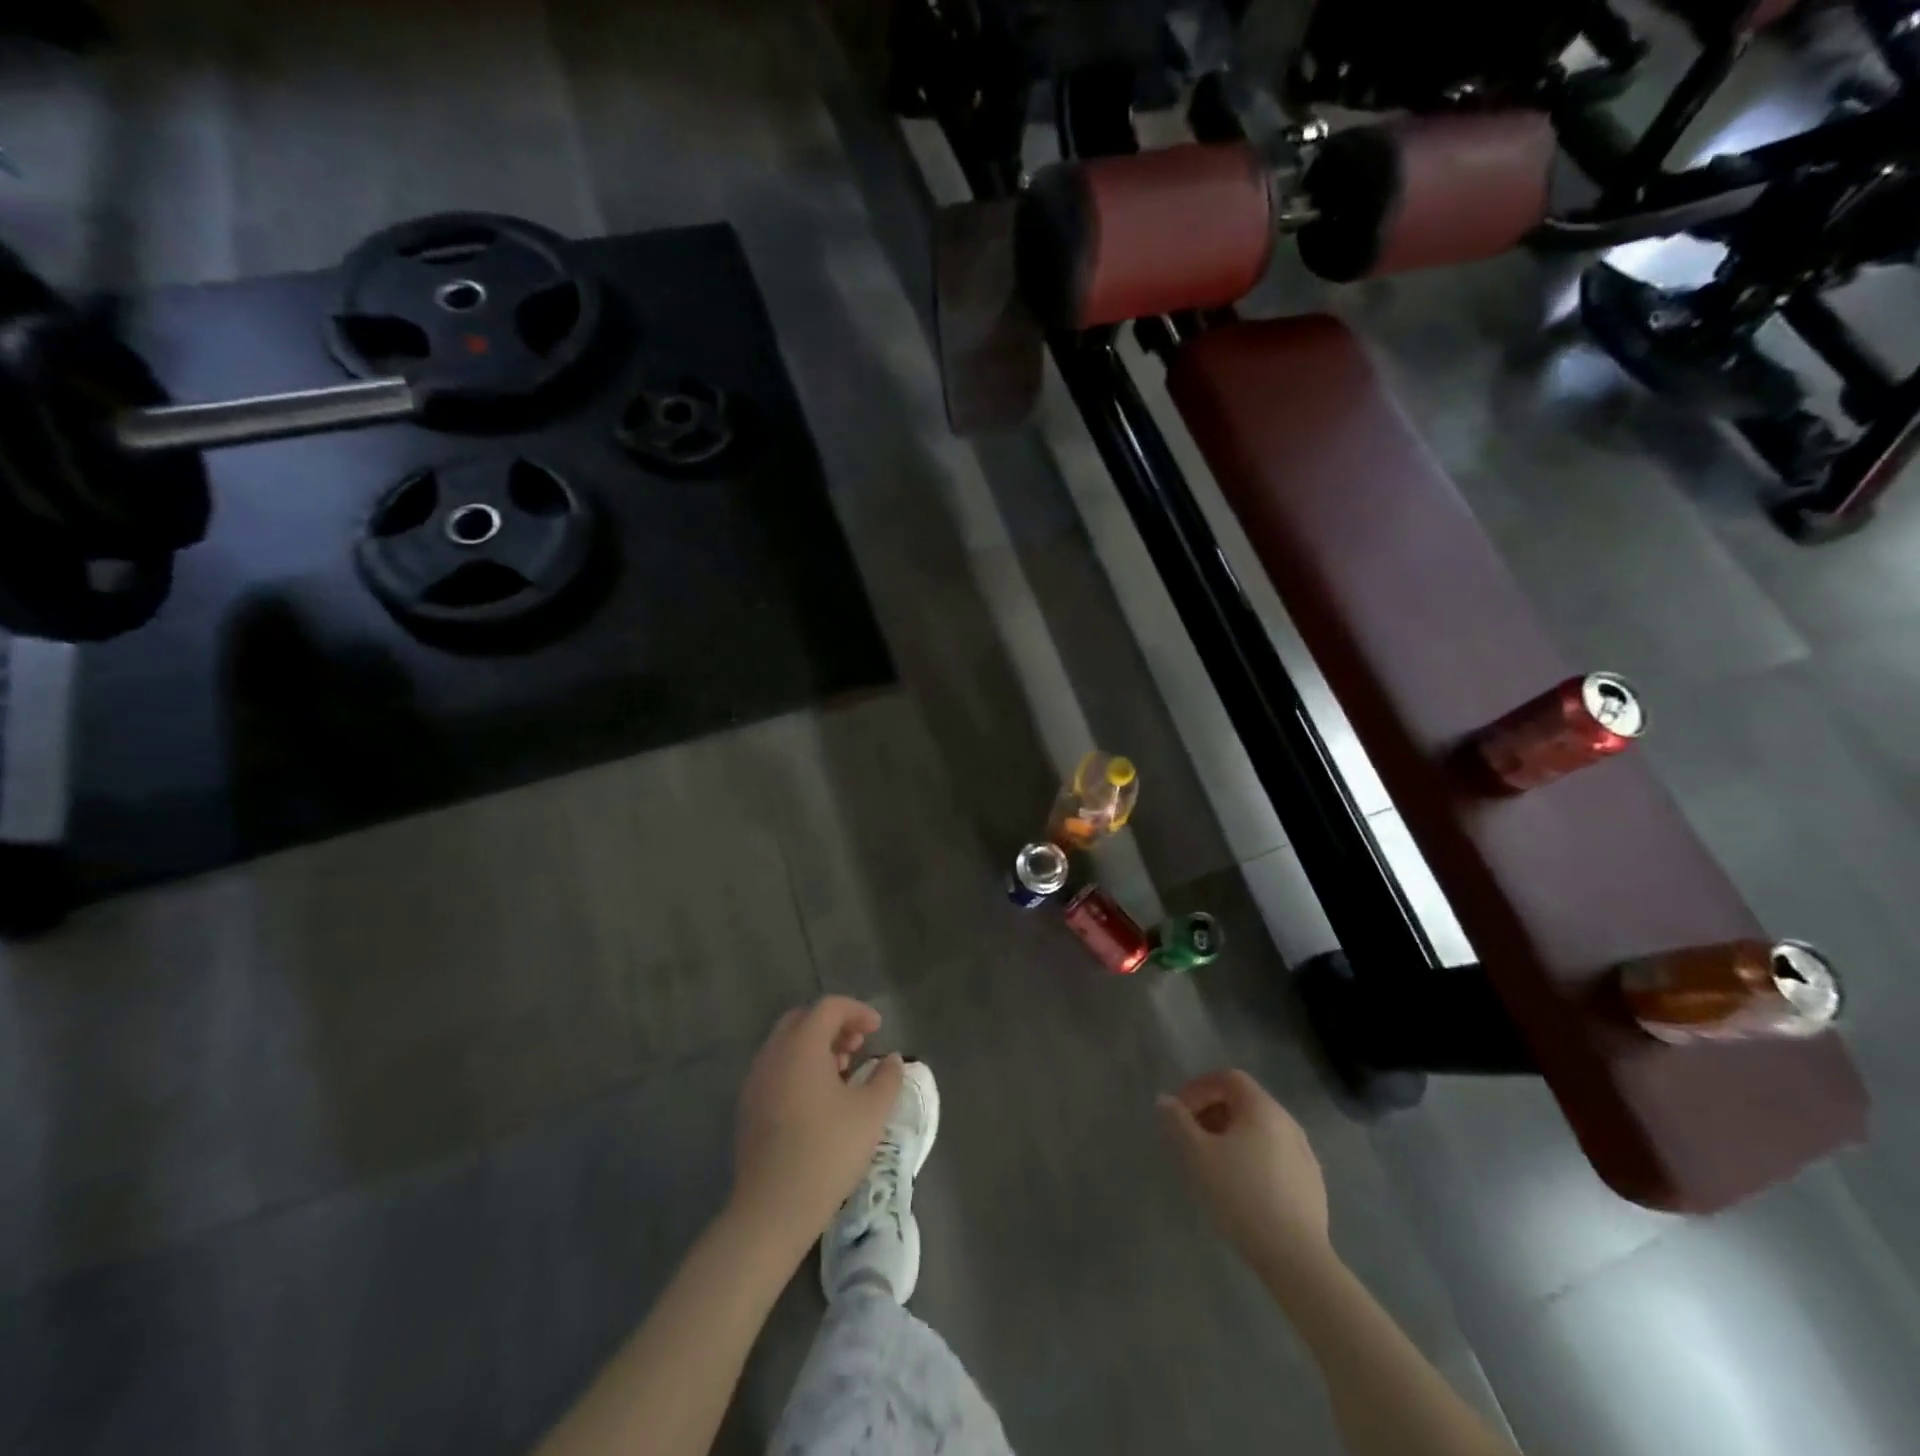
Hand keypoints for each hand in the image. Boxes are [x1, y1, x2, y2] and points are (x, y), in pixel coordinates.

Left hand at [732, 997, 904, 1249]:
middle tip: (858, 1046)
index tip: (878, 1029)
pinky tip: (818, 1099)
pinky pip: (776, 1068)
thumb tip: (892, 1059)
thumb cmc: (827, 1152)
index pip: (829, 1007)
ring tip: (842, 1072)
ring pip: (787, 1044)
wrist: (772, 1209)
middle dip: (834, 1024)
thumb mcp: (871, 1113)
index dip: (857, 1010)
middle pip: (803, 1019)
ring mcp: (756, 1080)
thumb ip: (887, 1077)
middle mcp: (773, 1054)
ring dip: (816, 1046)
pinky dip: (799, 1066)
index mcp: (801, 1046)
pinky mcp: (748, 1106)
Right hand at [1159, 1069, 1330, 1275]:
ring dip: (1231, 1135)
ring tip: (1212, 1162)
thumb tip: (1164, 1101)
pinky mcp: (1311, 1183)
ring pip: (1260, 1130)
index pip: (1228, 1078)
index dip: (1199, 1088)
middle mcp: (1288, 1122)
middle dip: (1213, 1112)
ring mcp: (1304, 1154)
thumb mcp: (1198, 1155)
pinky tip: (1241, 1187)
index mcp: (1263, 1108)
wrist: (1296, 1258)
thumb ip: (1178, 1122)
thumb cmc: (1241, 1196)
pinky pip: (1274, 1154)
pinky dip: (1252, 1156)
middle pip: (1244, 1102)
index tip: (1179, 1112)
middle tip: (1191, 1136)